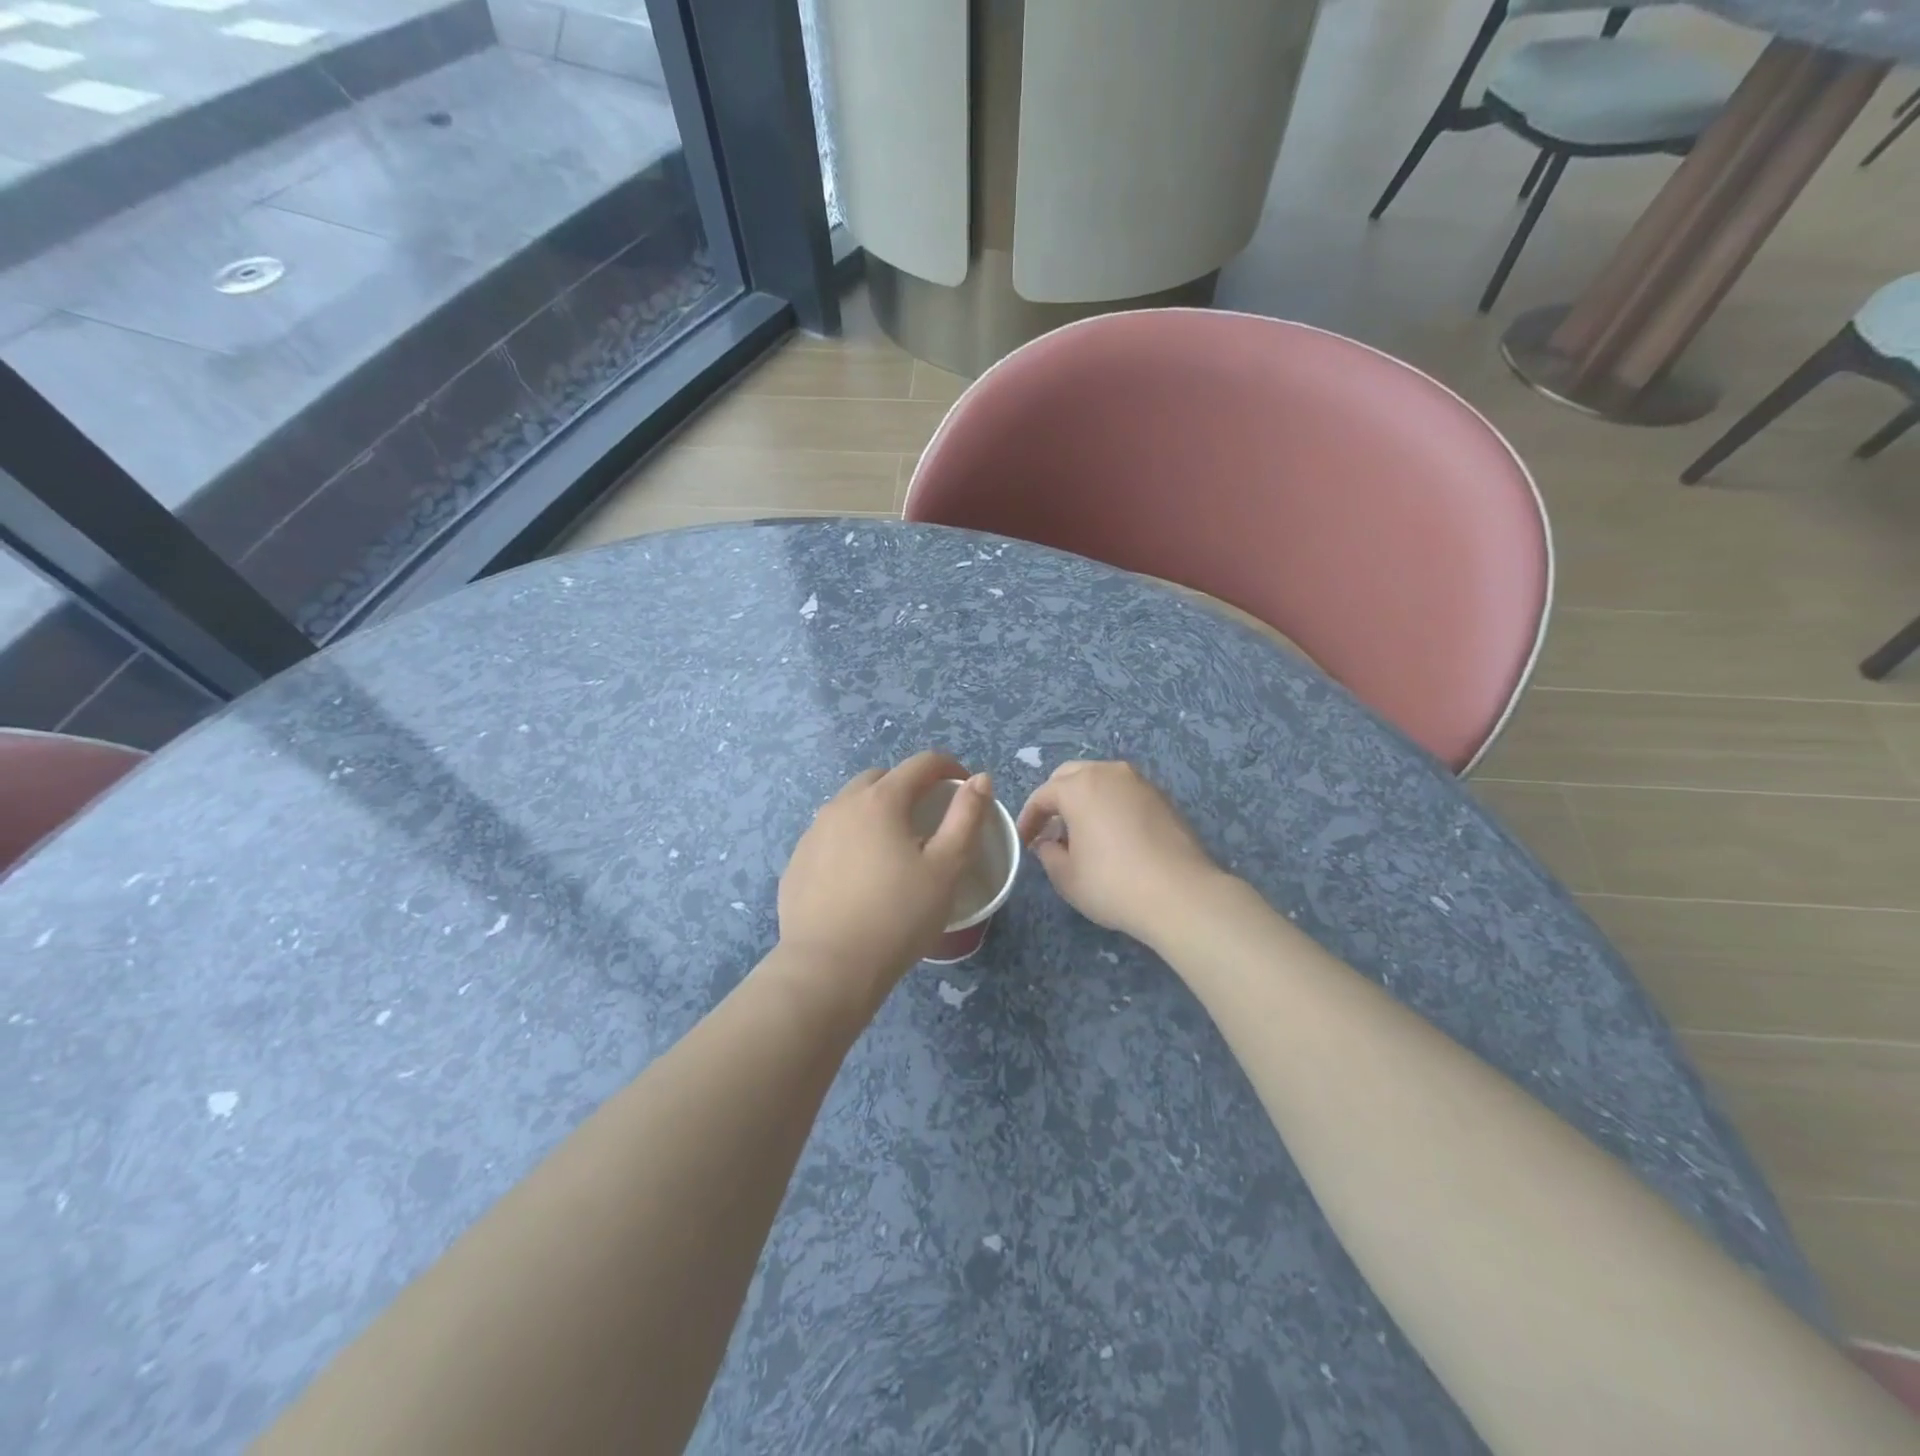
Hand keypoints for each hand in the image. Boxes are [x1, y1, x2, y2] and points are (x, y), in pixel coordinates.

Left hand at [779, 752, 991, 992]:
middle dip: (908, 787)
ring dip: (875, 812)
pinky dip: (849, 841)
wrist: (829, 968)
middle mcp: (841, 805)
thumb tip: (980, 779)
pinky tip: (859, 877)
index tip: (965, 787)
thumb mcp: (947, 868)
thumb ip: (966, 817)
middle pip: (880, 779)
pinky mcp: (796, 863)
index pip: (921, 764)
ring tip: (892, 848)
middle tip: (928, 819)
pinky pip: (829, 837)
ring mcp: (812, 834)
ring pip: (850, 806)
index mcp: (880, 800)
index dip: (949, 768)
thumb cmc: (898, 915)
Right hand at [1016, 761, 1224, 945]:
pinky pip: (1124, 793)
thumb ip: (1048, 854)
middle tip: (1049, 829)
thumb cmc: (1112, 884)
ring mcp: (1140, 782)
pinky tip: (1112, 835)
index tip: (1024, 841)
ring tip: (1081, 831)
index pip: (1043, 795)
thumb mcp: (1066, 877)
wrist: (1180, 895)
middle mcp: (1109, 773)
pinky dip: (1110, 805)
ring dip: (1084, 799)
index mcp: (1079, 787)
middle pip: (1071, 776)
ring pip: (1101, 780)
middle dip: (1055, 799)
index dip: (1029, 819)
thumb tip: (1048, 844)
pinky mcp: (1162, 798)